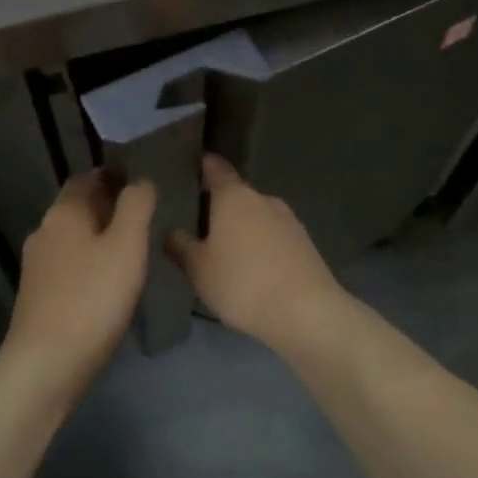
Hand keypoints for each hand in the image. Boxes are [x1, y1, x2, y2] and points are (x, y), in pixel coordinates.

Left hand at [1, 171, 156, 395]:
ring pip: (71, 237)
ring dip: (97, 235)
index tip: (137, 179)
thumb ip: (136, 207)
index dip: (110, 175)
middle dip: (105, 205)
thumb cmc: (92, 297)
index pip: (85, 178)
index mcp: (64, 213)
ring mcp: (36, 265)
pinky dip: (87, 262)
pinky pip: (67, 265)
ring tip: (129, 247)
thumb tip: (141, 181)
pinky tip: (106, 280)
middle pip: (76, 207)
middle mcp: (44, 231)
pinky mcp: (37, 294)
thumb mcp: (127, 246)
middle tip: (141, 214)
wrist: (47, 362)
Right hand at [167, 155, 347, 348]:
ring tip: (226, 250)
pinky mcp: (305, 244)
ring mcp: (289, 220)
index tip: (197, 165)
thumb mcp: (199, 269)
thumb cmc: (242, 283)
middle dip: (222, 205)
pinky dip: (262, 245)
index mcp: (234, 197)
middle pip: (238, 195)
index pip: (217, 169)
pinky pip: (275, 236)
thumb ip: (181, 247)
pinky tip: (253, 267)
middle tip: (202, 222)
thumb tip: (171, 232)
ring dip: (243, 227)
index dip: (206, 166)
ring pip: (258, 216)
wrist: (305, 311)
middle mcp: (263, 199)